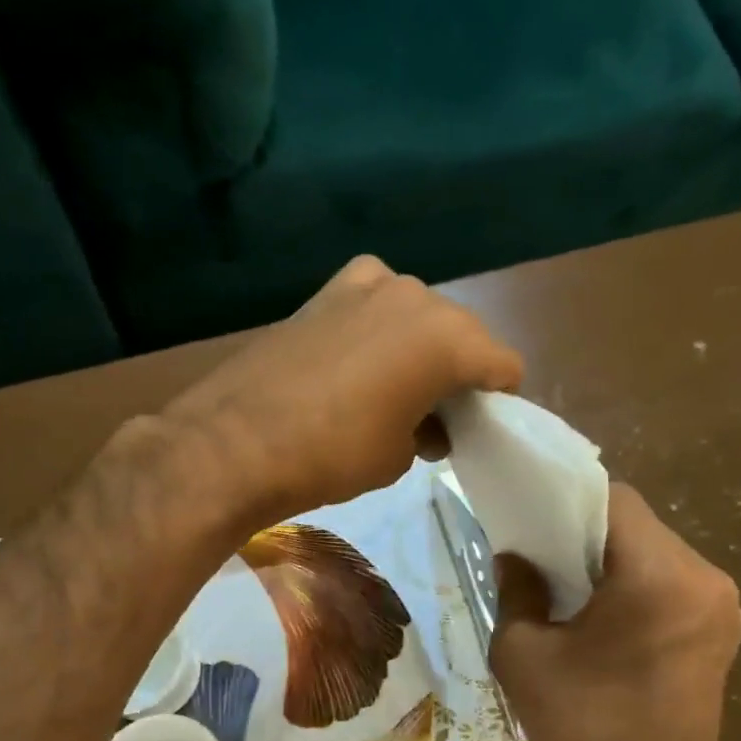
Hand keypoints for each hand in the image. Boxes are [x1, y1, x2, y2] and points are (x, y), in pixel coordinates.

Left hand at [162, 256, 522, 525]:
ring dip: (419, 350)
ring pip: (419, 317)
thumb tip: (427, 425)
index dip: (498, 401)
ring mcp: (369, 285)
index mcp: (449, 338)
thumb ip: (428, 431)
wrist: (237, 441)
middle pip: (462, 335)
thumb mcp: (398, 456)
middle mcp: (418, 296)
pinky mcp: (328, 290)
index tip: (479, 429)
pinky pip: (375, 302)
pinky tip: (359, 360)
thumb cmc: (333, 455)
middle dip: (459, 374)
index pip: (503, 365)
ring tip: (394, 393)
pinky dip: (380, 328)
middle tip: (435, 418)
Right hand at [490, 484, 740, 740]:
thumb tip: (515, 557)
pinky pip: (670, 586)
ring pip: (654, 554)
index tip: (531, 520)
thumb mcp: (524, 653)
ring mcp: (722, 608)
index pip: (615, 501)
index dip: (567, 500)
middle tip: (540, 557)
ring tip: (565, 590)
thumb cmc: (579, 730)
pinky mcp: (720, 635)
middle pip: (637, 526)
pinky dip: (633, 586)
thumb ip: (516, 588)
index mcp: (661, 576)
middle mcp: (706, 579)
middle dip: (586, 533)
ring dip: (610, 561)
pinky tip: (600, 617)